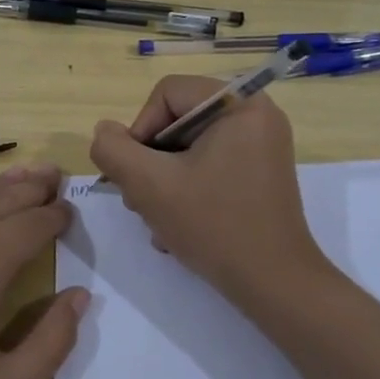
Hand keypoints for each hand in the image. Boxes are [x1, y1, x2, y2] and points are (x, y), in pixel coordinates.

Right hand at [89, 76, 329, 302]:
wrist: (274, 284)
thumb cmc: (214, 226)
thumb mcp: (150, 185)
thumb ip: (114, 150)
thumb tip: (105, 132)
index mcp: (240, 104)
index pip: (167, 94)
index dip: (140, 130)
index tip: (136, 173)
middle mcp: (257, 115)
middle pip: (178, 120)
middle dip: (151, 161)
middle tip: (140, 201)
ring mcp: (262, 145)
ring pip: (190, 147)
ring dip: (164, 181)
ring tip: (158, 219)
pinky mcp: (261, 172)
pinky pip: (210, 164)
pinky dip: (188, 189)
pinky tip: (178, 225)